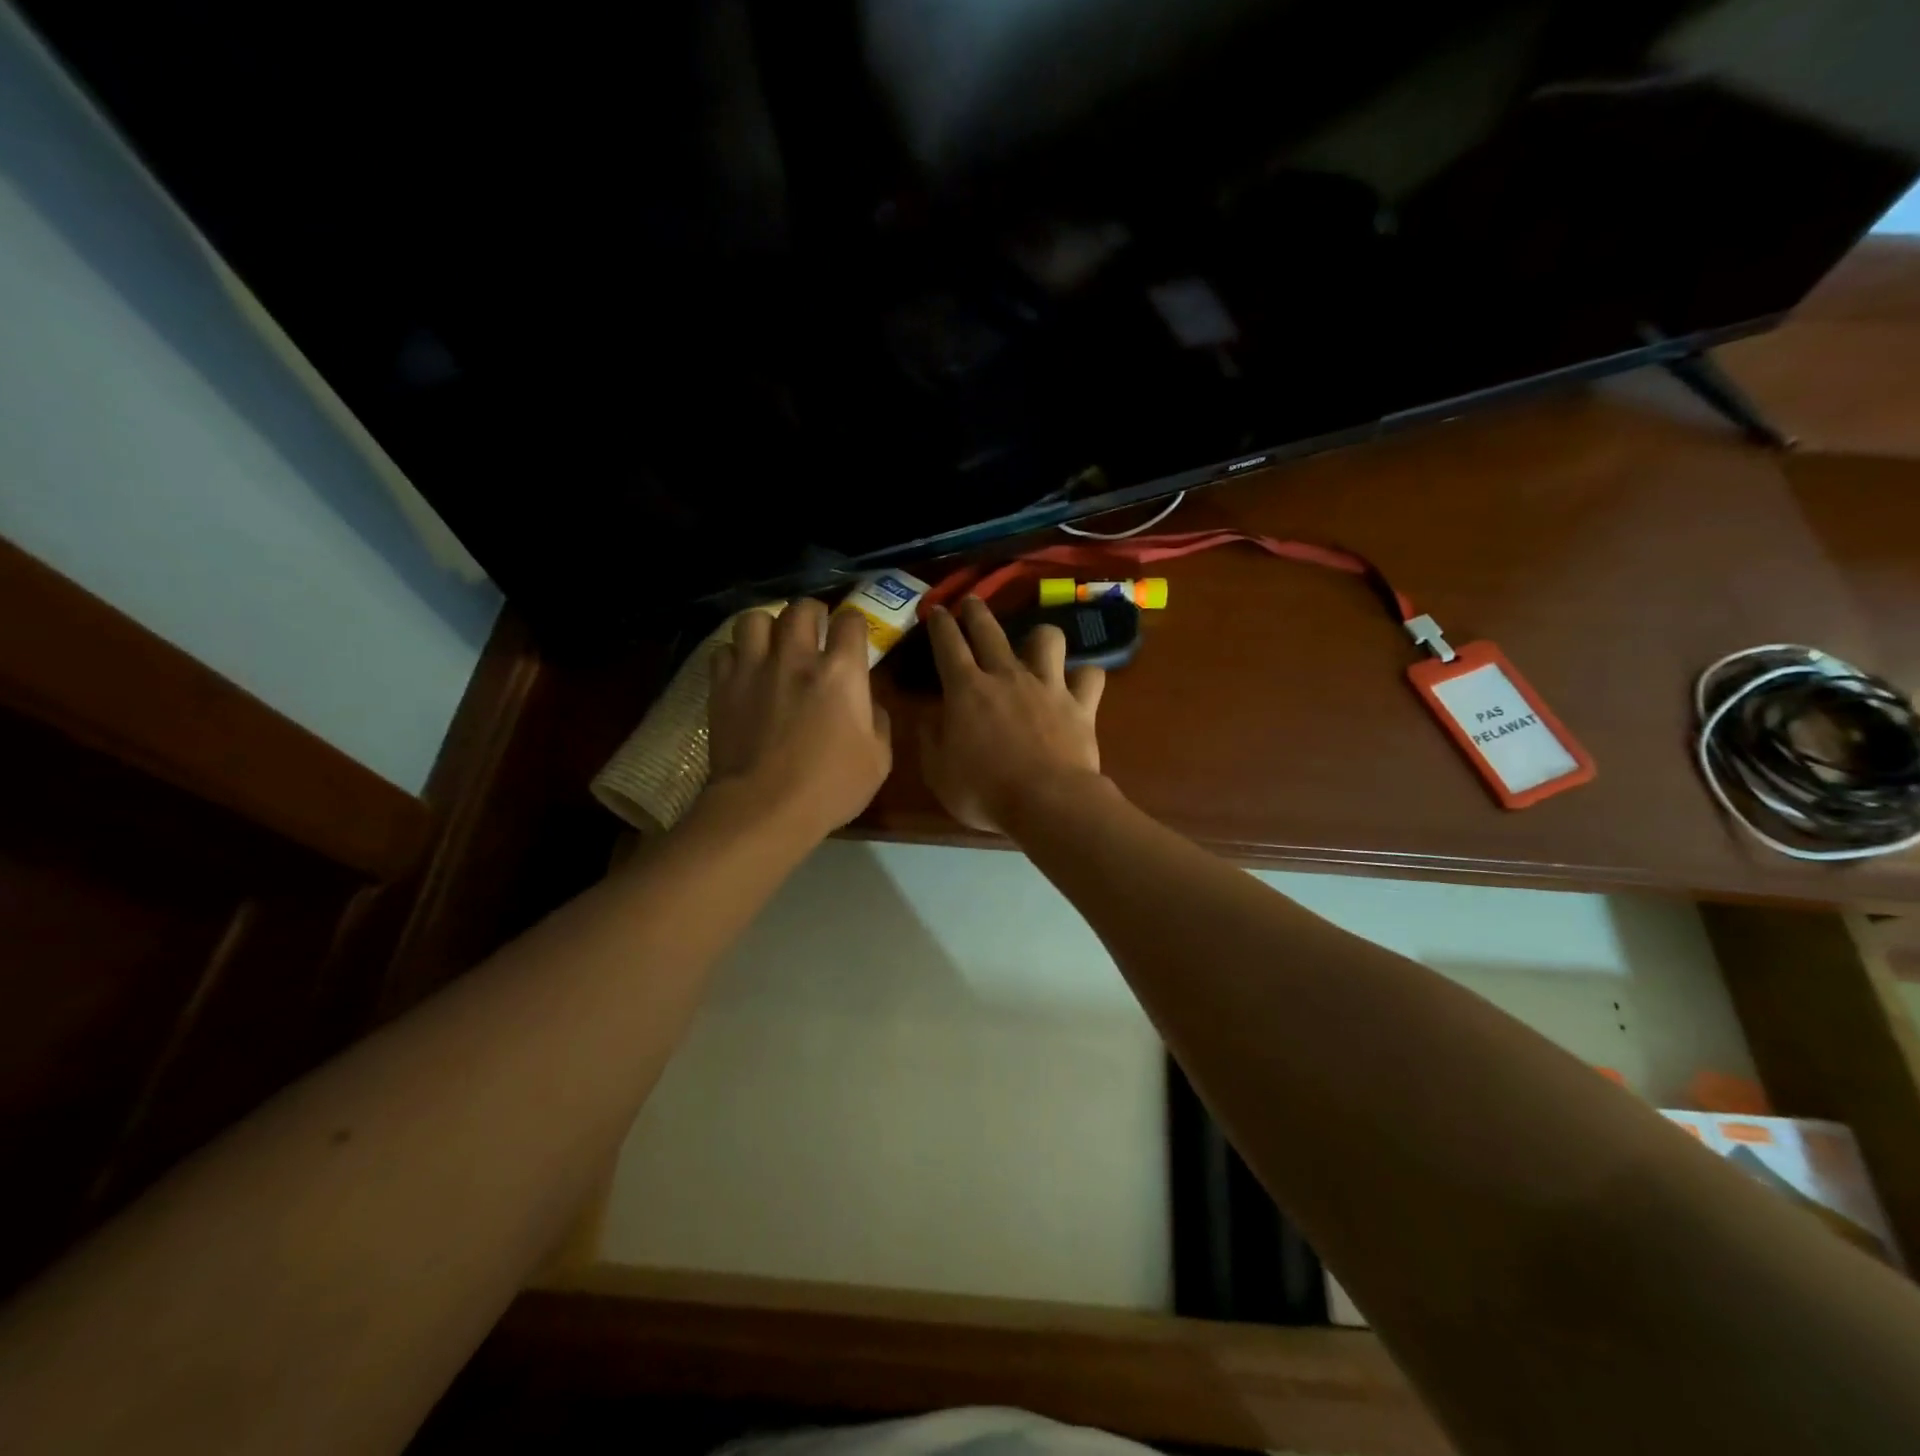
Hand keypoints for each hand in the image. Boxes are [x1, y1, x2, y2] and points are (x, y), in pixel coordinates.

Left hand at [708, 599, 892, 838]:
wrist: (763, 808)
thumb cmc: (829, 787)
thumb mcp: (878, 760)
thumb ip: (878, 722)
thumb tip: (869, 704)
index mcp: (840, 672)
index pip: (851, 621)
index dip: (854, 623)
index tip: (854, 634)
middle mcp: (796, 658)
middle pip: (801, 608)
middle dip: (812, 612)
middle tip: (814, 628)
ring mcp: (754, 669)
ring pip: (755, 618)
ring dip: (768, 626)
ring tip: (772, 643)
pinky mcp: (722, 686)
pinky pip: (725, 650)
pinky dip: (736, 655)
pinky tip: (743, 671)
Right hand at [920, 597, 1106, 832]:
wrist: (1047, 802)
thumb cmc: (985, 791)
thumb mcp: (939, 773)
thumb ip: (930, 740)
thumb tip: (929, 717)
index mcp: (966, 690)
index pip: (948, 644)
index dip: (940, 624)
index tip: (937, 610)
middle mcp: (1007, 676)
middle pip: (990, 630)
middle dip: (977, 611)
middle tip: (972, 602)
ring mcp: (1047, 686)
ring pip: (1047, 639)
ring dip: (1039, 637)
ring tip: (1036, 644)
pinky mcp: (1080, 704)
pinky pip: (1090, 676)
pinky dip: (1084, 676)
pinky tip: (1080, 682)